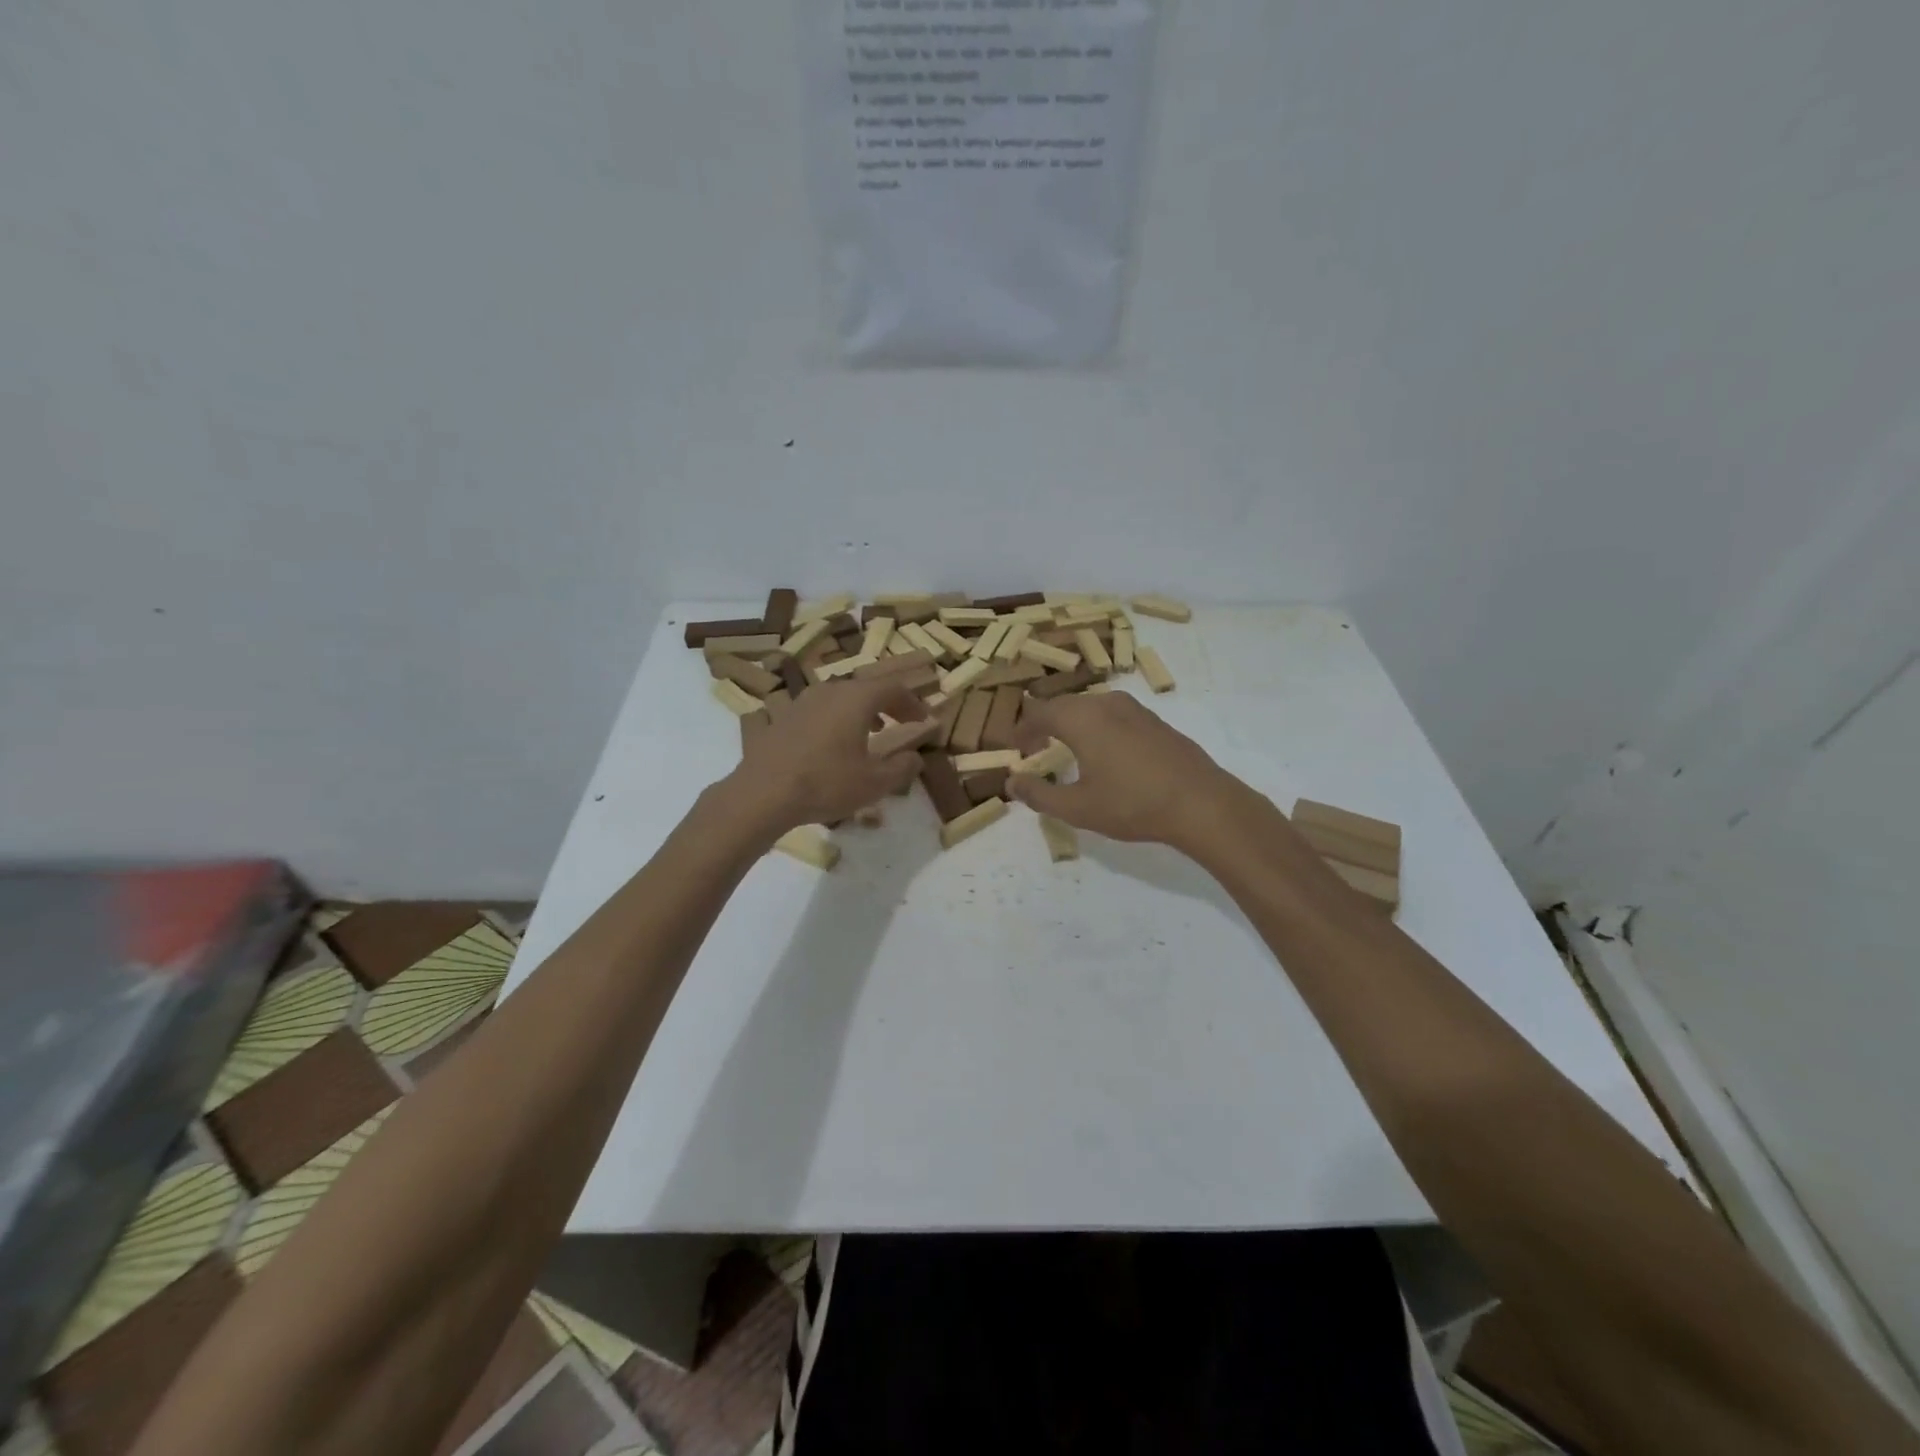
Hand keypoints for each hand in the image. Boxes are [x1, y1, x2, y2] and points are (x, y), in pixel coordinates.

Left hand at [726, 676, 929, 837]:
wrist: (763, 794)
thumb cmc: (826, 784)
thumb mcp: (874, 783)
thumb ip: (902, 768)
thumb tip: (916, 757)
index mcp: (856, 699)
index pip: (893, 688)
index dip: (913, 703)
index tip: (924, 720)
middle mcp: (829, 691)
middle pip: (865, 688)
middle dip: (887, 704)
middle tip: (900, 722)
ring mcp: (800, 702)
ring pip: (839, 697)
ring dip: (860, 710)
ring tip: (869, 731)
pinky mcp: (781, 718)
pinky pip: (817, 710)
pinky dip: (834, 719)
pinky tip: (831, 743)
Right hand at [1008, 693, 1253, 851]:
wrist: (1201, 803)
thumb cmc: (1132, 804)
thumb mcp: (1078, 808)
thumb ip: (1039, 794)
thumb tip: (1012, 782)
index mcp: (1081, 719)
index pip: (1039, 713)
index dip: (1023, 730)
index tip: (1016, 749)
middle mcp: (1105, 703)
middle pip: (1064, 706)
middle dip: (1045, 725)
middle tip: (1035, 749)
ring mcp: (1134, 709)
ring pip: (1090, 708)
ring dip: (1072, 725)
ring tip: (1067, 751)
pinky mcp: (1154, 721)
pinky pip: (1113, 715)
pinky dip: (1097, 728)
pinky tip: (1105, 754)